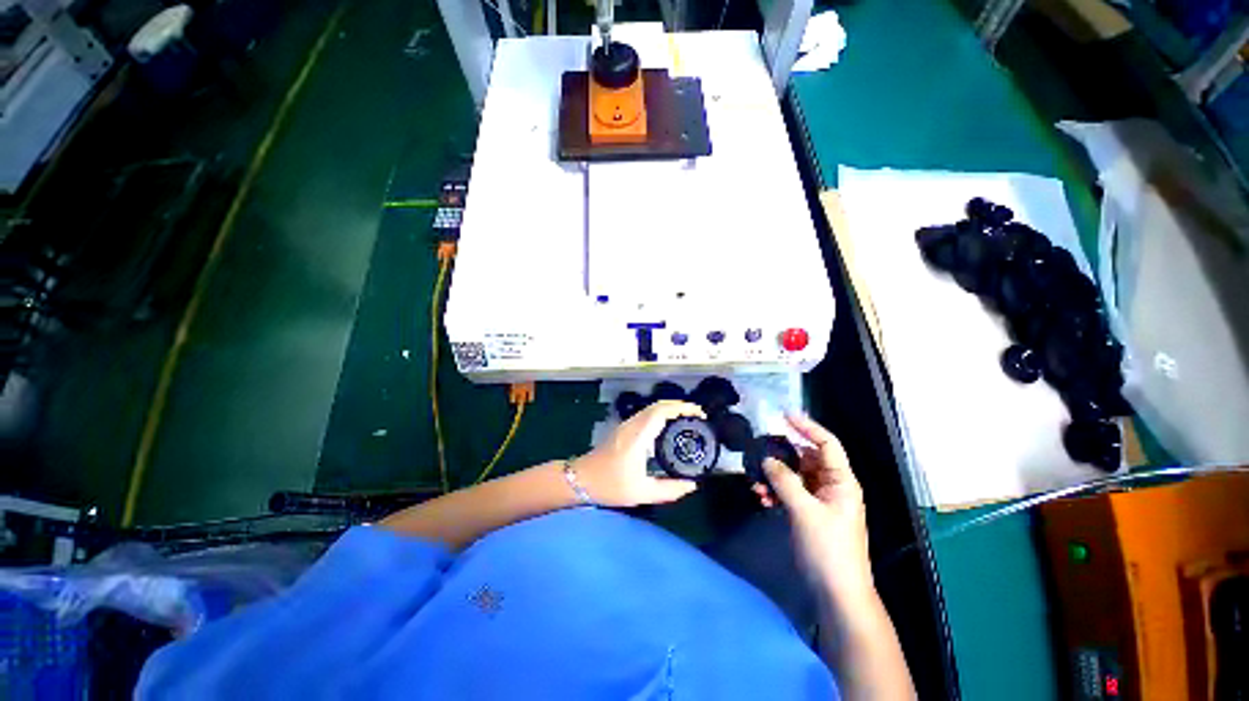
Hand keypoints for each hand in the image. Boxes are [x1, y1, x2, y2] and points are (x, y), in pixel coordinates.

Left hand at [573, 400, 704, 506]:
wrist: (581, 479)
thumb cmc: (609, 485)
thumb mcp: (641, 492)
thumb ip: (669, 490)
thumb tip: (692, 485)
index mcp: (638, 436)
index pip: (661, 411)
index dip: (682, 408)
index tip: (699, 414)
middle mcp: (632, 425)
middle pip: (658, 405)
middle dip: (680, 406)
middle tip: (697, 417)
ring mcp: (626, 425)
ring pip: (651, 408)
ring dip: (670, 409)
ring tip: (687, 420)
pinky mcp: (624, 429)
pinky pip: (646, 414)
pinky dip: (661, 414)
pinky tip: (669, 426)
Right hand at [753, 414, 873, 605]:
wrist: (836, 591)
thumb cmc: (828, 548)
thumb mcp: (805, 511)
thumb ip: (785, 481)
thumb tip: (767, 459)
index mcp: (841, 481)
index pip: (826, 444)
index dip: (807, 426)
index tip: (784, 415)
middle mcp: (831, 485)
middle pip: (805, 458)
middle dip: (782, 455)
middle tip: (759, 451)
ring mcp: (819, 499)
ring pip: (794, 475)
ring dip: (775, 476)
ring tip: (756, 482)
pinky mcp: (808, 512)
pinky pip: (789, 492)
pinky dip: (775, 491)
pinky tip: (761, 497)